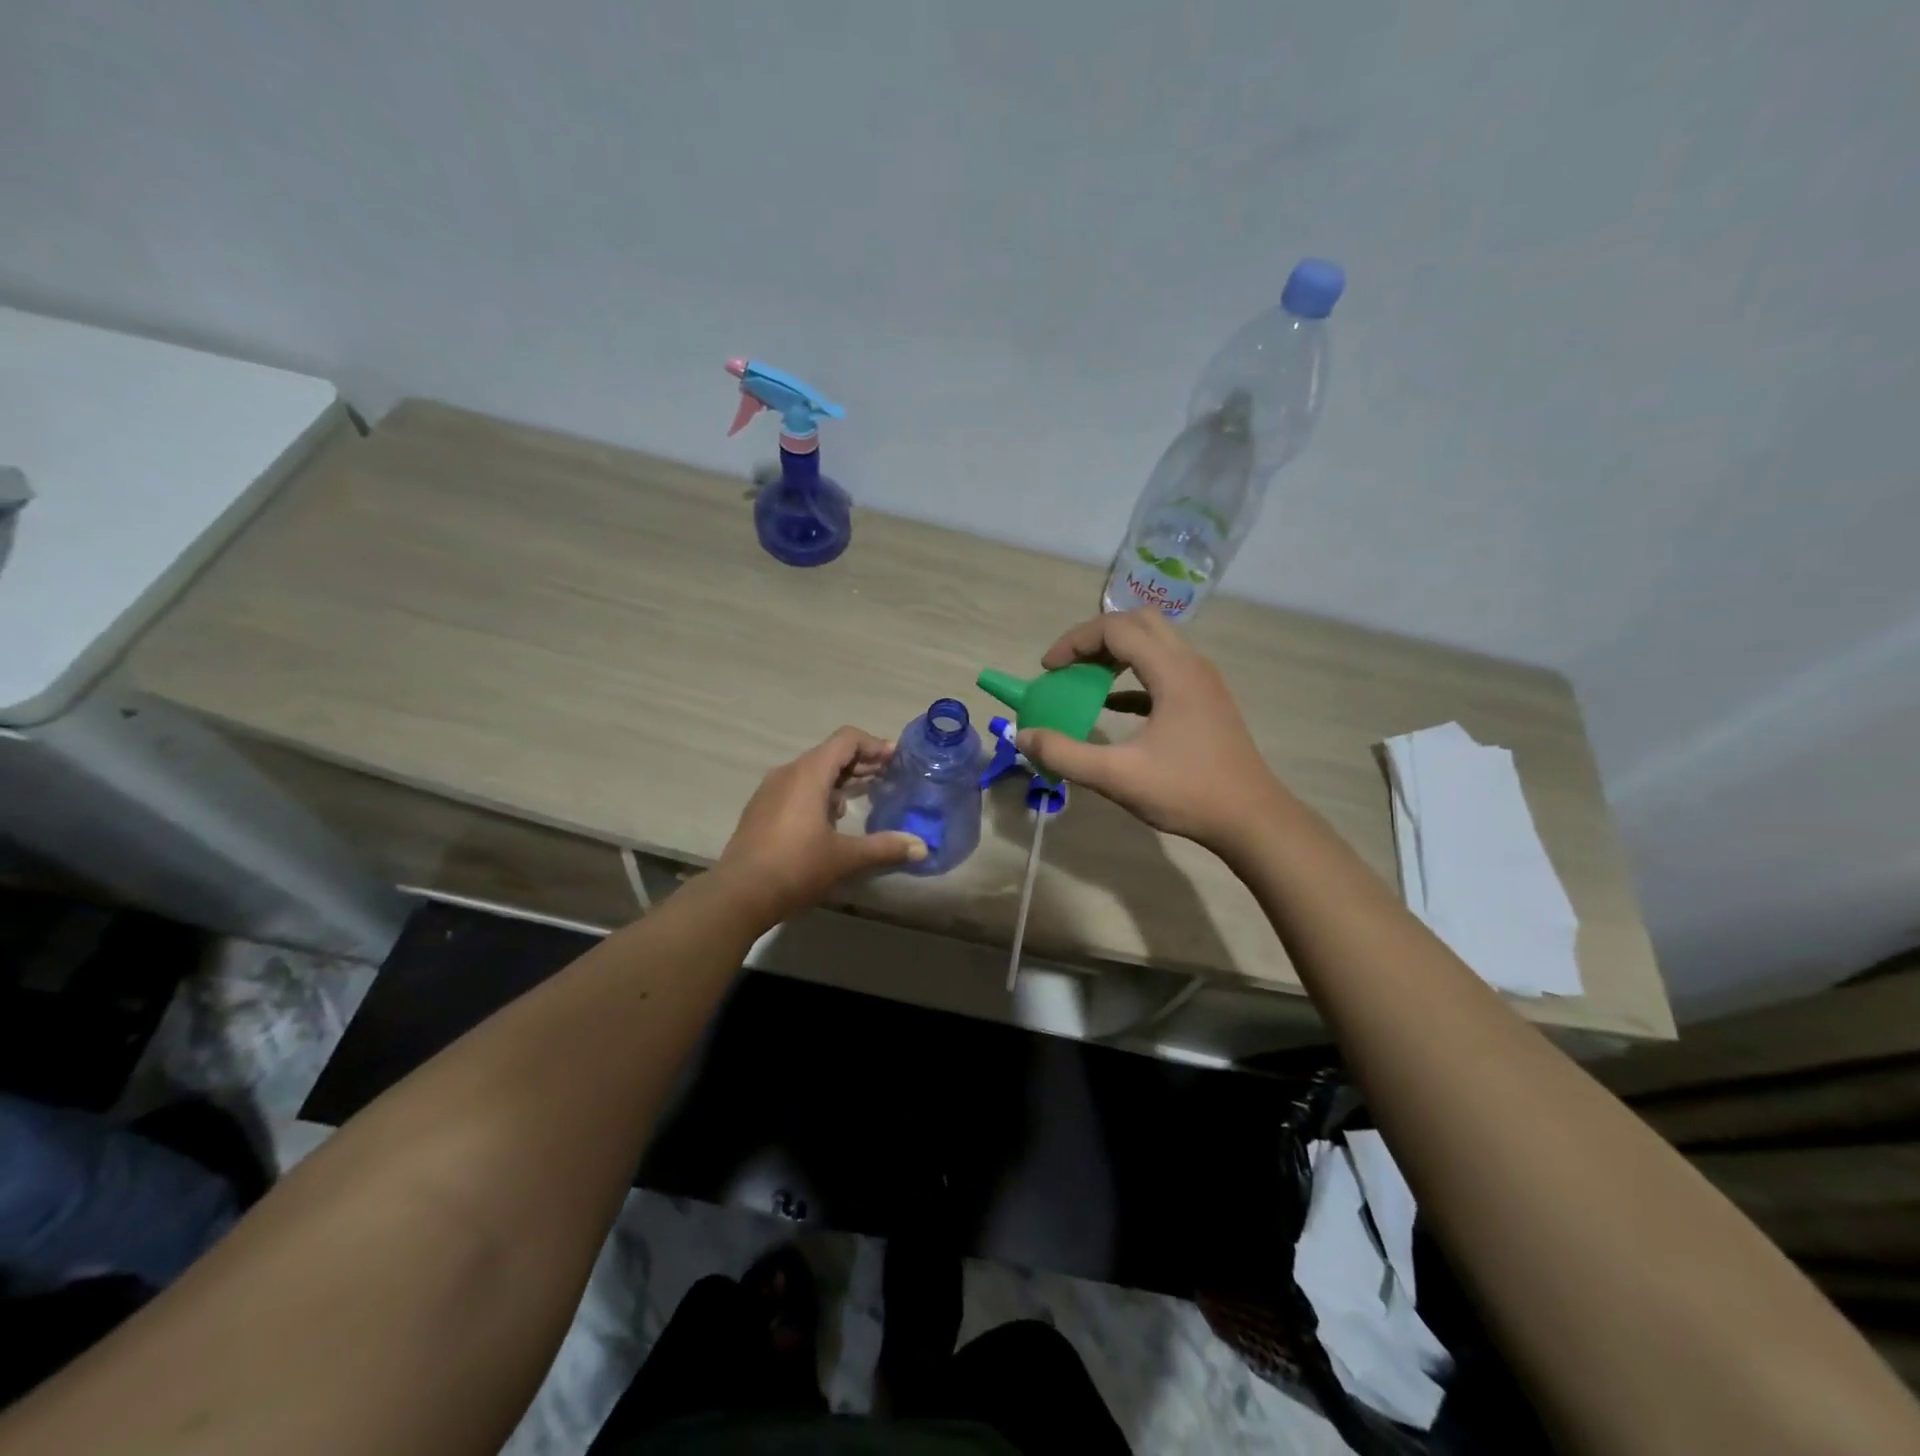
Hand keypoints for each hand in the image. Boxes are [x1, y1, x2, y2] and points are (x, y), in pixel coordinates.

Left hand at [715, 726, 927, 924]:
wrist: (738, 895)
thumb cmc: (795, 868)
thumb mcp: (845, 858)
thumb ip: (885, 847)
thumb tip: (922, 847)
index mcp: (809, 774)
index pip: (846, 740)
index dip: (873, 744)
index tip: (896, 759)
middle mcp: (788, 773)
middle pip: (830, 753)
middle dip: (861, 762)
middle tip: (889, 776)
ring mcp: (770, 791)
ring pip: (812, 771)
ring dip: (840, 778)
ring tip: (865, 794)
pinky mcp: (761, 809)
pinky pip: (796, 788)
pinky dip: (820, 792)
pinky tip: (832, 818)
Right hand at [1015, 608, 1287, 855]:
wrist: (1251, 819)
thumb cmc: (1187, 792)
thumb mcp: (1117, 777)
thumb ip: (1065, 754)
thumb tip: (1023, 735)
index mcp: (1172, 671)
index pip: (1116, 628)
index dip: (1075, 642)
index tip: (1047, 669)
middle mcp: (1191, 664)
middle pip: (1138, 623)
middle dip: (1096, 638)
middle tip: (1068, 666)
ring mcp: (1203, 682)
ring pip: (1155, 643)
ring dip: (1116, 653)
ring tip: (1084, 680)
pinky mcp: (1205, 701)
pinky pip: (1164, 670)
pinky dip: (1133, 676)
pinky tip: (1113, 705)